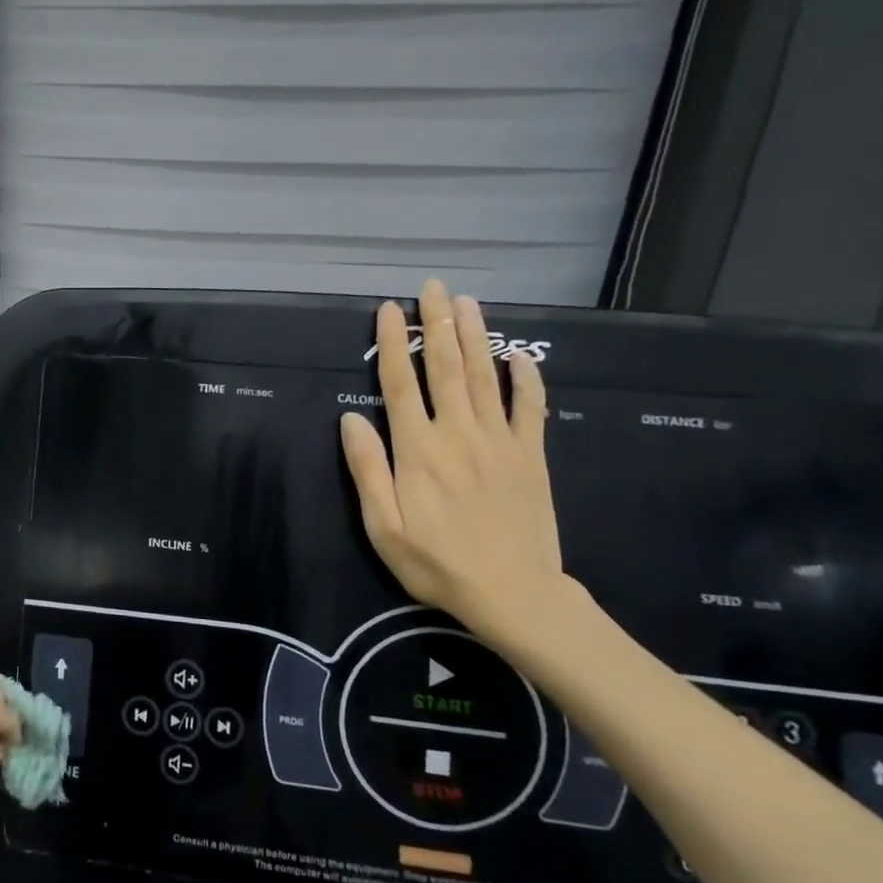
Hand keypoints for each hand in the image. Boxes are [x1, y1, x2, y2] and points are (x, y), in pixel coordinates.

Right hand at [340, 279, 563, 637]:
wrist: (514, 594)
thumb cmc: (436, 562)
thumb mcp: (383, 525)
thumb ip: (367, 468)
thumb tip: (350, 417)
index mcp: (419, 449)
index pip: (401, 383)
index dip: (393, 344)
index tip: (389, 311)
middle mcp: (459, 433)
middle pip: (447, 368)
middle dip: (438, 325)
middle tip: (433, 288)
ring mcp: (500, 442)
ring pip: (486, 378)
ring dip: (477, 337)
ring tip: (469, 302)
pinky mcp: (531, 457)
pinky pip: (531, 409)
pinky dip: (527, 379)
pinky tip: (521, 356)